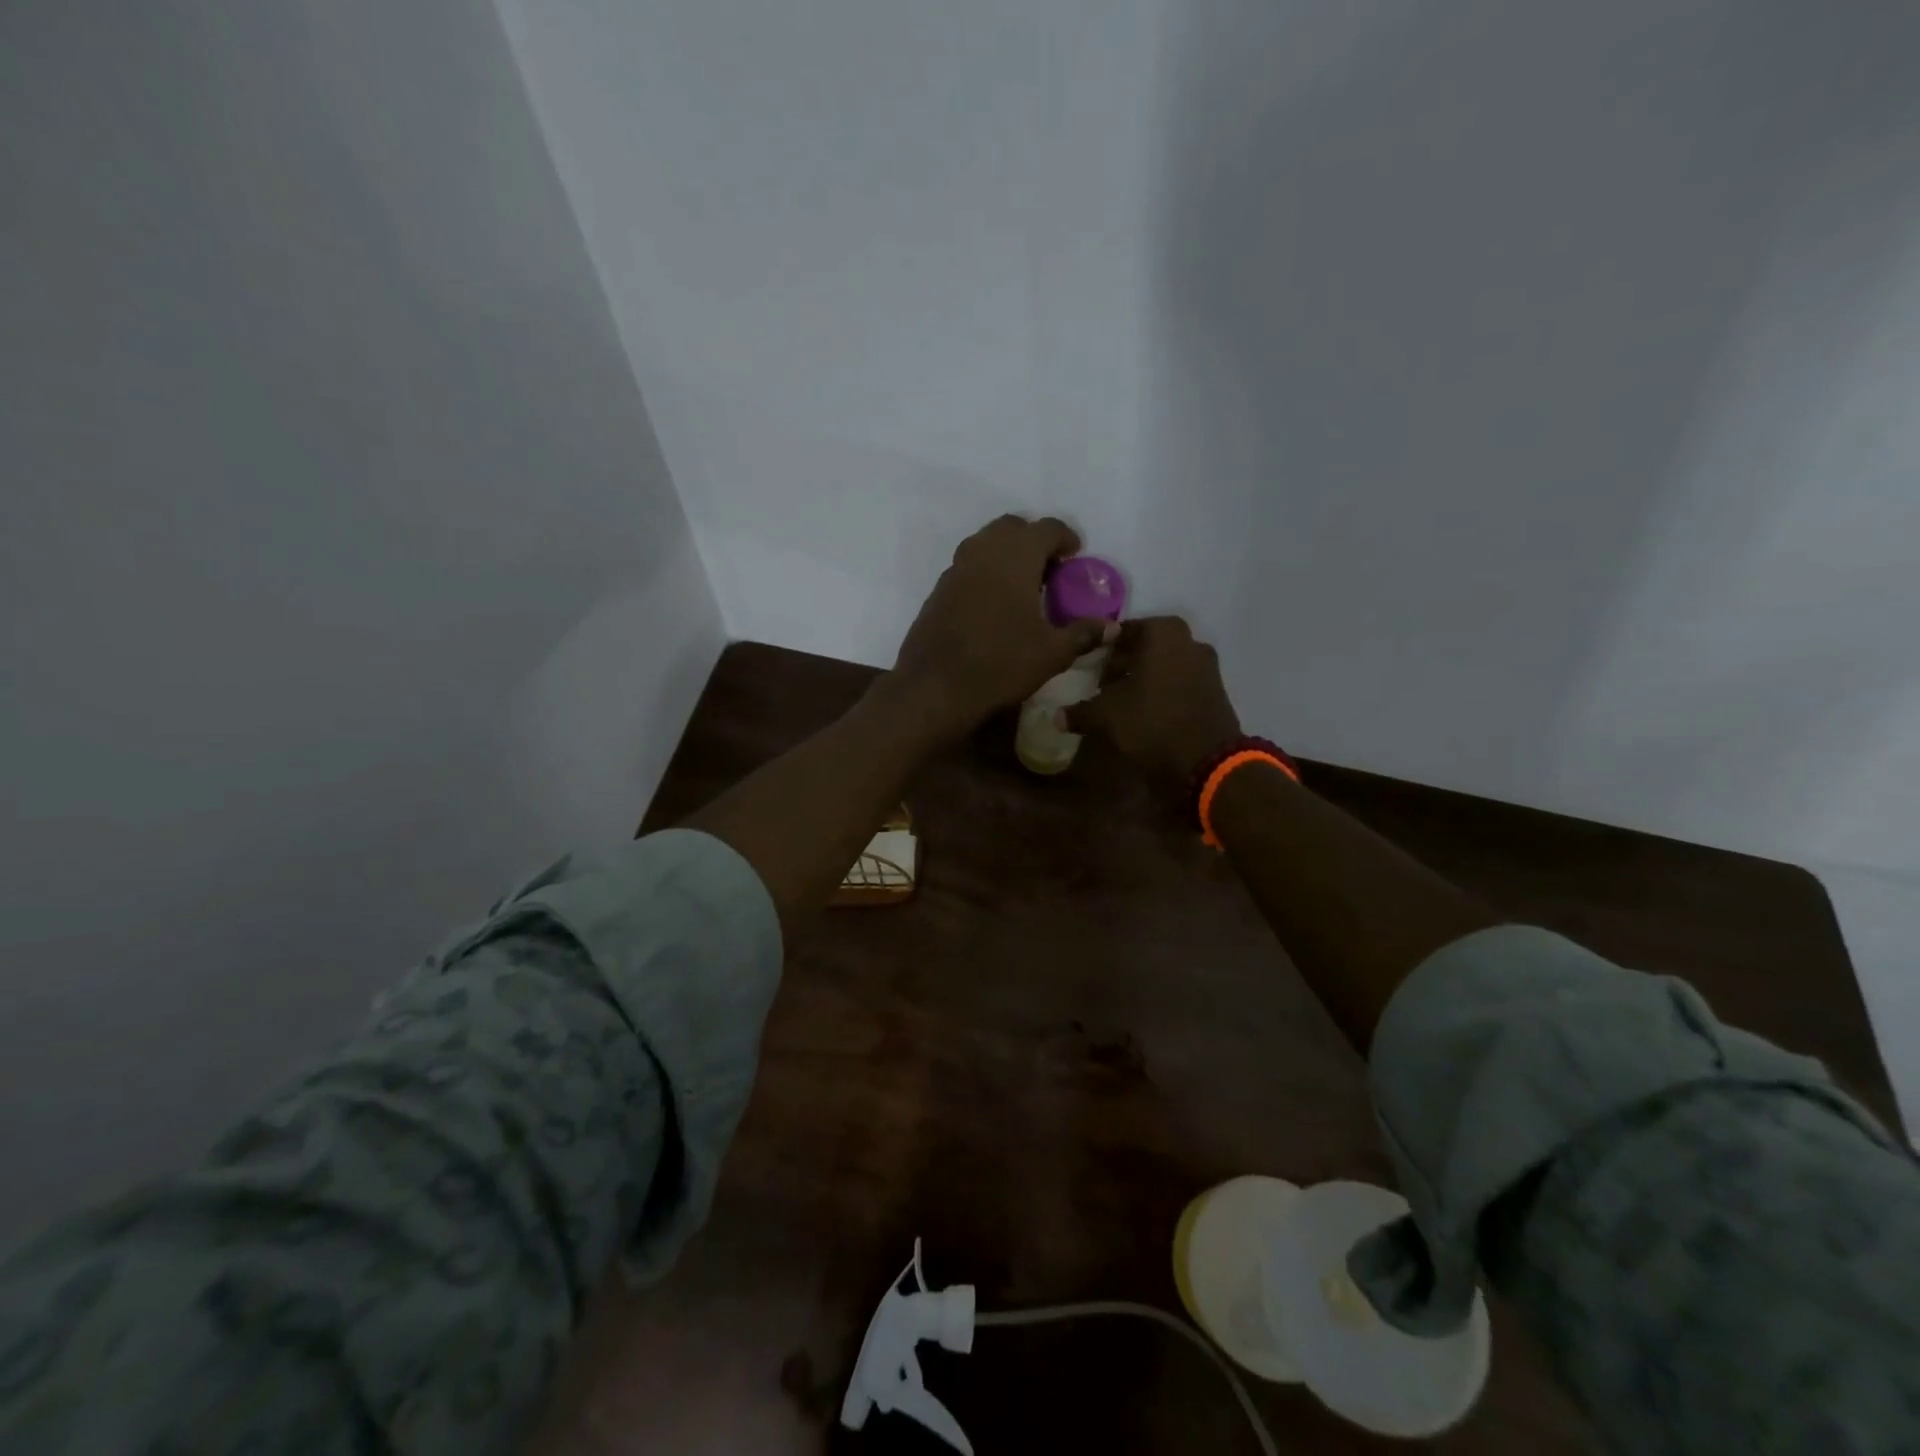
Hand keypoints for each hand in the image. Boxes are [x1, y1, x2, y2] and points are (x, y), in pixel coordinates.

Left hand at [888, 515, 1115, 739]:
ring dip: (1007, 554)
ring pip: (985, 544)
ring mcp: (955, 569)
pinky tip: (993, 605)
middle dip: (1033, 541)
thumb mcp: (1051, 653)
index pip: (1046, 528)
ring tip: (1022, 586)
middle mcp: (983, 552)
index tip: (1075, 556)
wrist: (934, 688)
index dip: (1065, 538)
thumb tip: (1111, 627)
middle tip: (1049, 570)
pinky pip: (968, 567)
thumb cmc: (1000, 665)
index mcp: (1015, 557)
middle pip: (1012, 528)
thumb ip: (1083, 634)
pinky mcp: (938, 590)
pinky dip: (985, 573)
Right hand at [1063, 616, 1241, 787]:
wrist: (1206, 762)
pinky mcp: (1216, 693)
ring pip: (1166, 666)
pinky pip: (1181, 684)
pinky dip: (1163, 693)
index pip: (1124, 631)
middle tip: (1103, 685)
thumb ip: (1080, 711)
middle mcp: (1189, 642)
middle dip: (1124, 663)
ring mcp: (1207, 667)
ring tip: (1122, 703)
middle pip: (1148, 647)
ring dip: (1144, 679)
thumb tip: (1057, 716)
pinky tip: (1146, 715)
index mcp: (1163, 633)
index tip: (1090, 667)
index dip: (1104, 649)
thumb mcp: (1106, 717)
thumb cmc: (1151, 723)